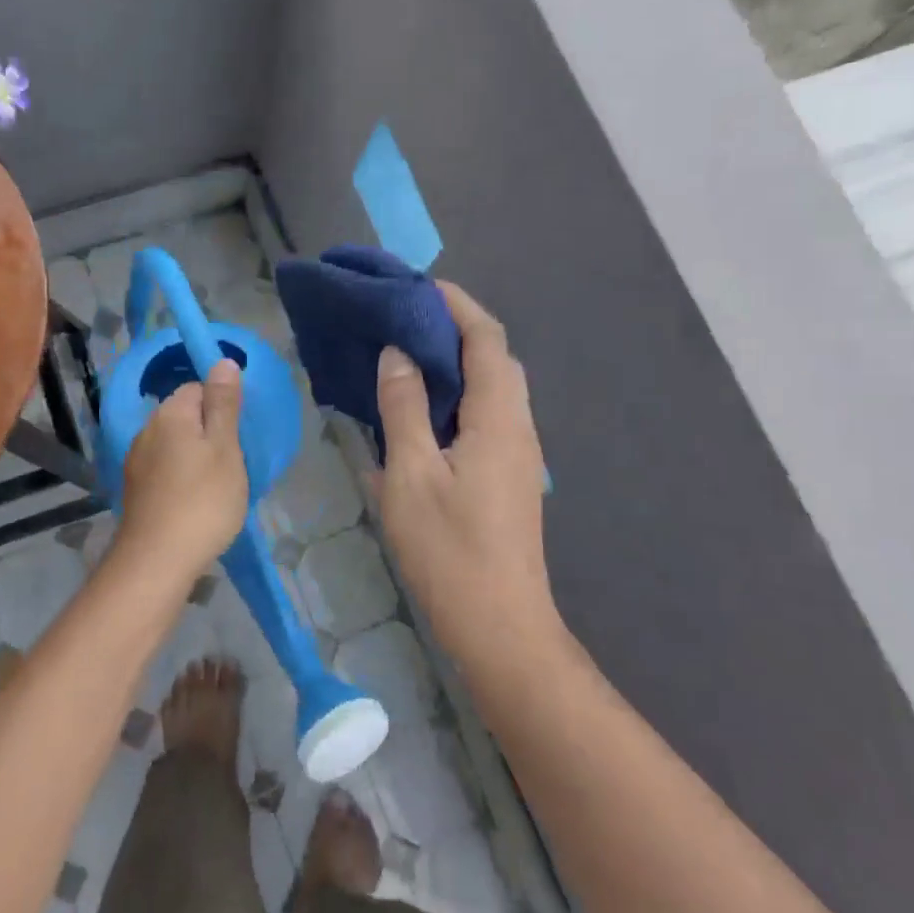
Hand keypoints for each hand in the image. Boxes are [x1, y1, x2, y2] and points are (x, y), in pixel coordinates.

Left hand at [112, 360, 248, 581]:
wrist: (158, 560)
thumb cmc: (202, 500)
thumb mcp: (225, 448)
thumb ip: (224, 404)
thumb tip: (222, 361)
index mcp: (170, 413)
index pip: (198, 388)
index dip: (221, 407)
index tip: (238, 436)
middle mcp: (147, 430)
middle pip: (185, 416)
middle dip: (209, 433)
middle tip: (233, 464)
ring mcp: (136, 461)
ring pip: (174, 445)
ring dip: (195, 457)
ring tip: (217, 486)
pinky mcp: (135, 489)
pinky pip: (164, 469)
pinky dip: (181, 478)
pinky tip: (194, 502)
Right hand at [375, 283, 552, 656]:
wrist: (499, 626)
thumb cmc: (450, 549)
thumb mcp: (412, 474)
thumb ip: (404, 407)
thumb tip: (396, 354)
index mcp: (498, 417)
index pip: (486, 338)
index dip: (455, 304)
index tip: (415, 286)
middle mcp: (517, 426)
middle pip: (494, 358)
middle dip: (453, 328)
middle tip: (401, 320)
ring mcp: (517, 453)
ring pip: (490, 388)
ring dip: (453, 363)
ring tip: (403, 355)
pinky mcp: (507, 475)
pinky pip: (484, 416)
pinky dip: (454, 396)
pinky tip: (416, 411)